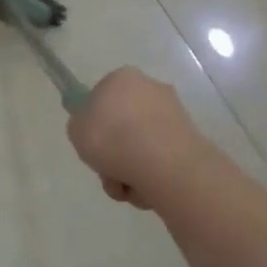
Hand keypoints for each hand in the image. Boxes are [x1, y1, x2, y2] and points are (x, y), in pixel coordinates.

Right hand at [67, 67, 209, 208]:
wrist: (161, 163)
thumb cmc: (111, 137)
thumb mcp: (75, 129)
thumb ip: (82, 125)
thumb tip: (95, 128)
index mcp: (122, 78)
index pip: (102, 97)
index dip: (94, 122)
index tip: (91, 142)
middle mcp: (151, 89)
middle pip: (124, 123)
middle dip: (115, 150)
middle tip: (105, 169)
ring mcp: (174, 114)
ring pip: (142, 146)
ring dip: (129, 168)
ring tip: (123, 185)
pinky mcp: (191, 140)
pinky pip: (160, 160)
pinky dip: (150, 176)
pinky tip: (144, 188)